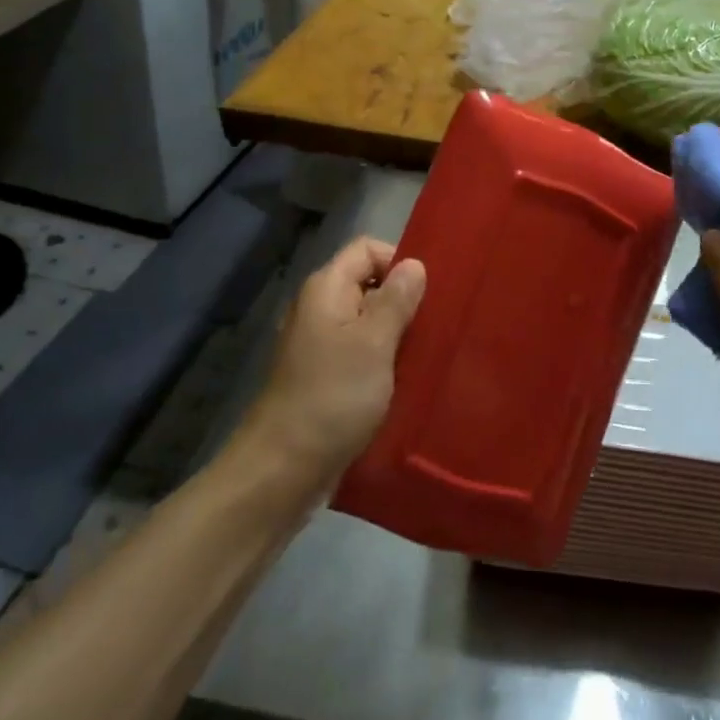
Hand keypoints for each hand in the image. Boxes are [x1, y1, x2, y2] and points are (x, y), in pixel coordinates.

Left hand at [244, 237, 425, 480]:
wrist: (283, 469)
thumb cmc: (332, 397)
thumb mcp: (374, 343)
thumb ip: (396, 300)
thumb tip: (414, 264)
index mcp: (326, 289)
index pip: (367, 249)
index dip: (399, 261)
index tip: (429, 294)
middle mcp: (320, 309)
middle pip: (369, 284)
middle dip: (404, 301)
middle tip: (437, 326)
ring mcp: (319, 345)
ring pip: (368, 323)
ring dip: (397, 335)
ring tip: (429, 353)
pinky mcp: (325, 378)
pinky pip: (361, 354)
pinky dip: (384, 361)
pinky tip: (407, 380)